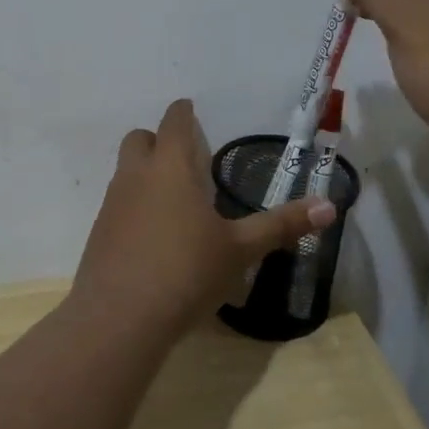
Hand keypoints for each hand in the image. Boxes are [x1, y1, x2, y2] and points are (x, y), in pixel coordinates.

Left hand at [71, 99, 335, 338]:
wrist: (119, 318)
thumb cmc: (186, 271)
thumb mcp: (240, 250)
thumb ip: (281, 225)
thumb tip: (330, 206)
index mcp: (171, 167)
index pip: (174, 122)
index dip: (183, 112)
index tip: (191, 111)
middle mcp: (136, 176)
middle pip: (139, 139)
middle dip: (158, 140)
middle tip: (186, 160)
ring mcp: (112, 204)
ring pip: (125, 171)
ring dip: (145, 174)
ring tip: (175, 201)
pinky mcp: (98, 233)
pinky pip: (117, 204)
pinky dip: (134, 207)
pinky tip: (154, 238)